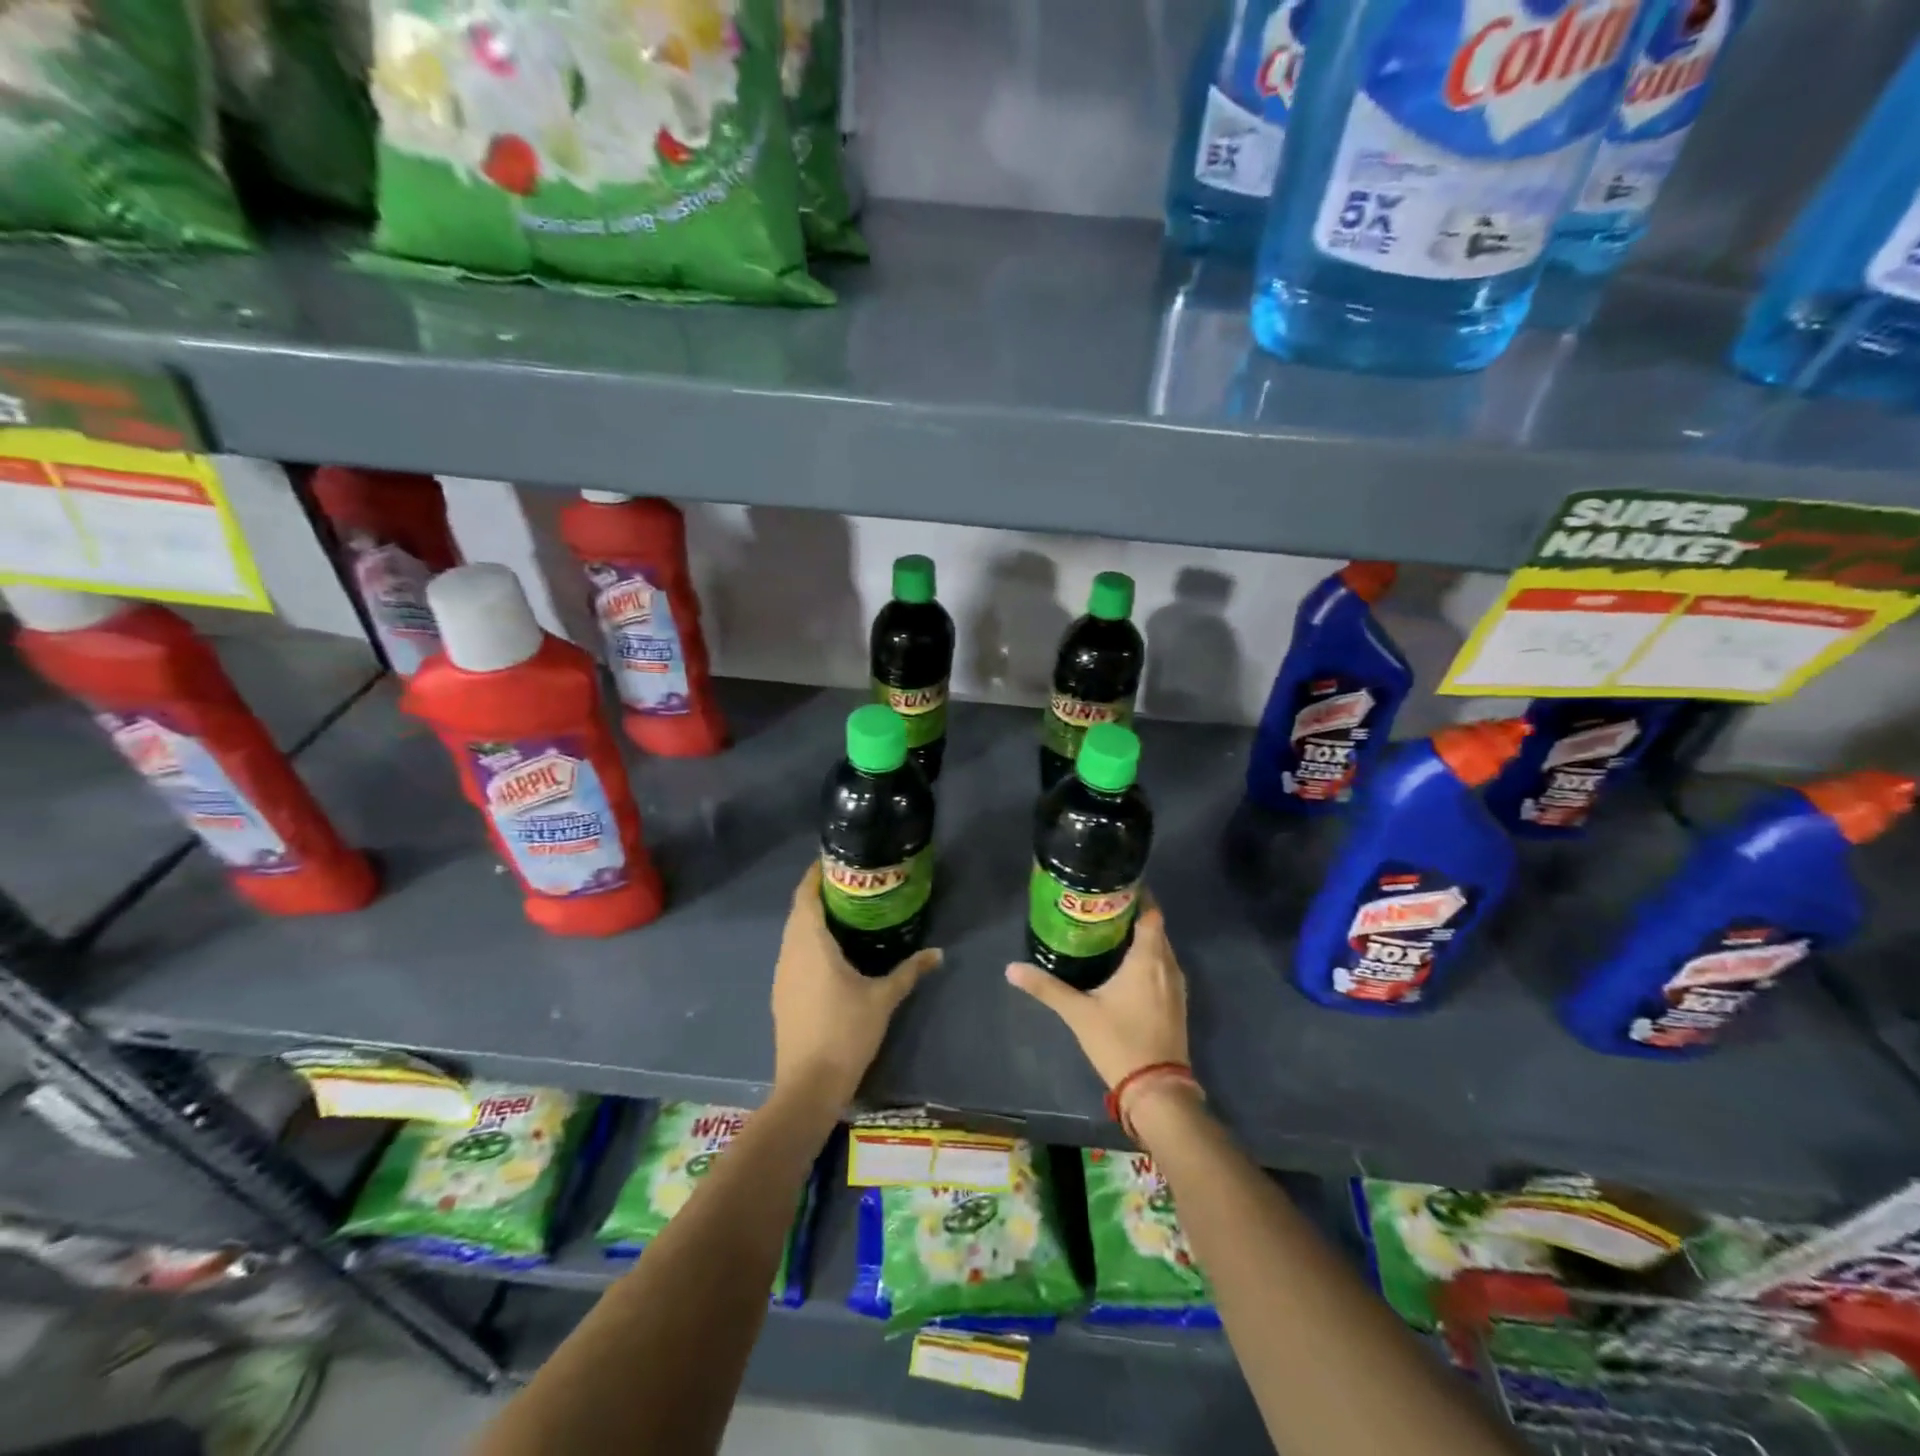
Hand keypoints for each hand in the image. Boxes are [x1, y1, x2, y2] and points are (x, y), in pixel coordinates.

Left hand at [771, 861, 942, 1110]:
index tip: (836, 860)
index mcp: (810, 943)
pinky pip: (794, 953)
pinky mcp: (782, 993)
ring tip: (846, 911)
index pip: (805, 895)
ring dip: (813, 918)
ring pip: (794, 933)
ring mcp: (782, 974)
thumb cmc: (845, 1032)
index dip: (816, 874)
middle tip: (852, 883)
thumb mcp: (883, 998)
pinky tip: (833, 950)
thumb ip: (909, 971)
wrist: (808, 1085)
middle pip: (799, 911)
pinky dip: (809, 941)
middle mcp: (790, 952)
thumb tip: (938, 952)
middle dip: (820, 893)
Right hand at [1005, 900, 1189, 1092]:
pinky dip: (1147, 959)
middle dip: (1132, 915)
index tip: (1112, 889)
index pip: (1150, 912)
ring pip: (1160, 949)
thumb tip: (1011, 968)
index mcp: (1148, 958)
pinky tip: (1125, 967)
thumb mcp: (1078, 1012)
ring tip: (1109, 932)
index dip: (1136, 897)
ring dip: (1141, 938)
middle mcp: (1167, 965)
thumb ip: (1046, 987)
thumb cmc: (1119, 1041)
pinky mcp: (1176, 1003)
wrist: (1157, 1090)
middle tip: (1100, 908)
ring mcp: (1176, 985)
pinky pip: (1163, 967)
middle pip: (1155, 928)